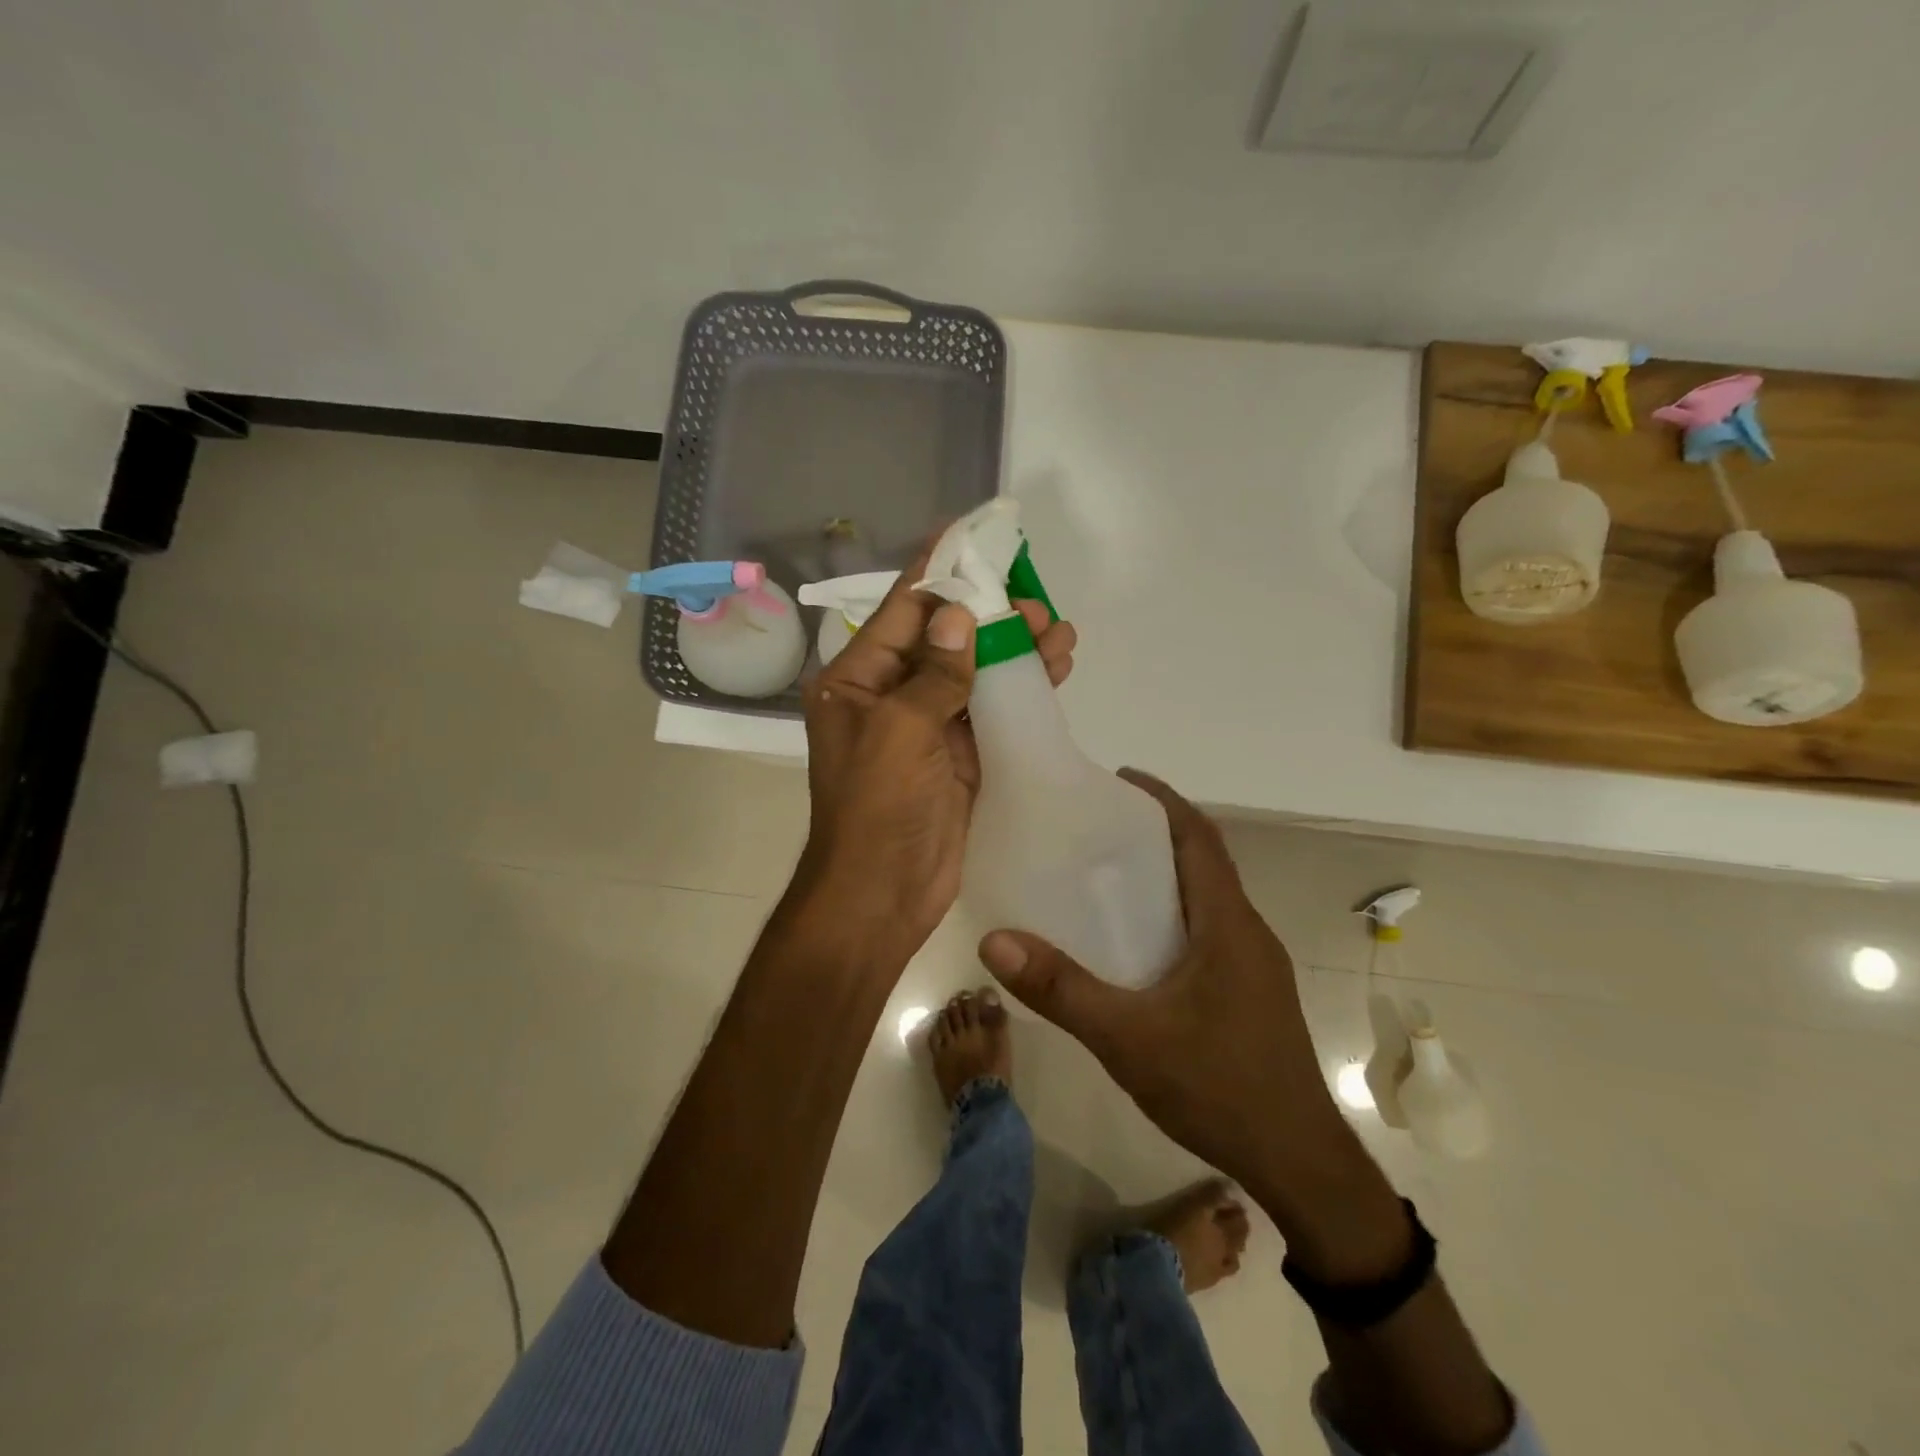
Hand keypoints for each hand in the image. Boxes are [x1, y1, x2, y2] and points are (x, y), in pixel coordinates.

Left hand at [799, 568, 1075, 965]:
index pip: (902, 611)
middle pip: (945, 639)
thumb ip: (934, 673)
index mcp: (857, 680)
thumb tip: (958, 617)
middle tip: (1034, 598)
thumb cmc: (877, 807)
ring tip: (1058, 629)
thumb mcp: (899, 730)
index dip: (937, 571)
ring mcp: (927, 728)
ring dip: (1013, 651)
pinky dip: (1021, 691)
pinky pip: (991, 712)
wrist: (883, 894)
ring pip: (974, 674)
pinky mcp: (959, 757)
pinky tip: (1055, 668)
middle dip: (989, 615)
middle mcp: (890, 696)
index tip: (971, 534)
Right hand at [976, 769, 1346, 1210]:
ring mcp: (1254, 965)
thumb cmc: (1218, 1088)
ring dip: (1167, 876)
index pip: (1199, 838)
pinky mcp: (1251, 993)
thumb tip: (995, 940)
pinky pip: (1210, 931)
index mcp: (1227, 924)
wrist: (1298, 1164)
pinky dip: (1175, 915)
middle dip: (1158, 833)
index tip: (1121, 779)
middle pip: (1204, 861)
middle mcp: (1247, 932)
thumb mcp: (1128, 1039)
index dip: (1164, 800)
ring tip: (1109, 876)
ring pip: (1208, 898)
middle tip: (1099, 826)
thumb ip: (1061, 990)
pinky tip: (1137, 945)